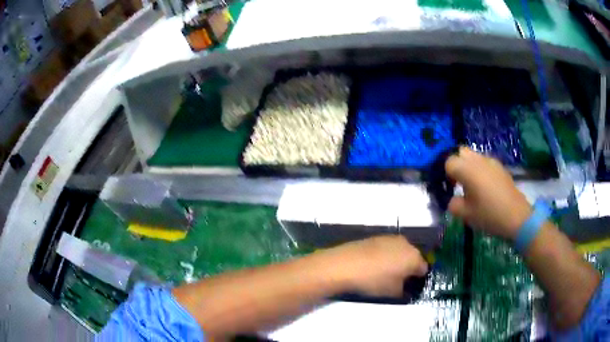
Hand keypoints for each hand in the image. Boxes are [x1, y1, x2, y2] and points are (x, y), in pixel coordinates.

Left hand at [321, 235, 427, 296]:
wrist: (345, 264)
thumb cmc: (373, 280)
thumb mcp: (393, 292)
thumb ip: (404, 289)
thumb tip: (405, 286)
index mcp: (414, 257)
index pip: (424, 268)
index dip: (418, 278)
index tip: (411, 286)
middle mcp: (406, 244)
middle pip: (413, 257)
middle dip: (409, 267)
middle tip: (399, 279)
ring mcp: (391, 238)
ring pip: (401, 251)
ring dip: (397, 259)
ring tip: (385, 272)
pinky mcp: (376, 236)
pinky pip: (388, 247)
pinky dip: (386, 254)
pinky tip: (375, 264)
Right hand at [445, 147, 531, 239]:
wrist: (516, 216)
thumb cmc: (489, 215)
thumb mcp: (466, 215)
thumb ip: (454, 204)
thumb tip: (453, 199)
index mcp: (467, 170)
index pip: (449, 162)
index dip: (447, 175)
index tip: (452, 189)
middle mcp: (478, 160)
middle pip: (461, 152)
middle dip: (457, 164)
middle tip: (460, 183)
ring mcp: (491, 161)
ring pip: (474, 155)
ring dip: (469, 166)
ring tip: (473, 186)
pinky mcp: (500, 167)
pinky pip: (485, 162)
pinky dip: (480, 169)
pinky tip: (486, 187)